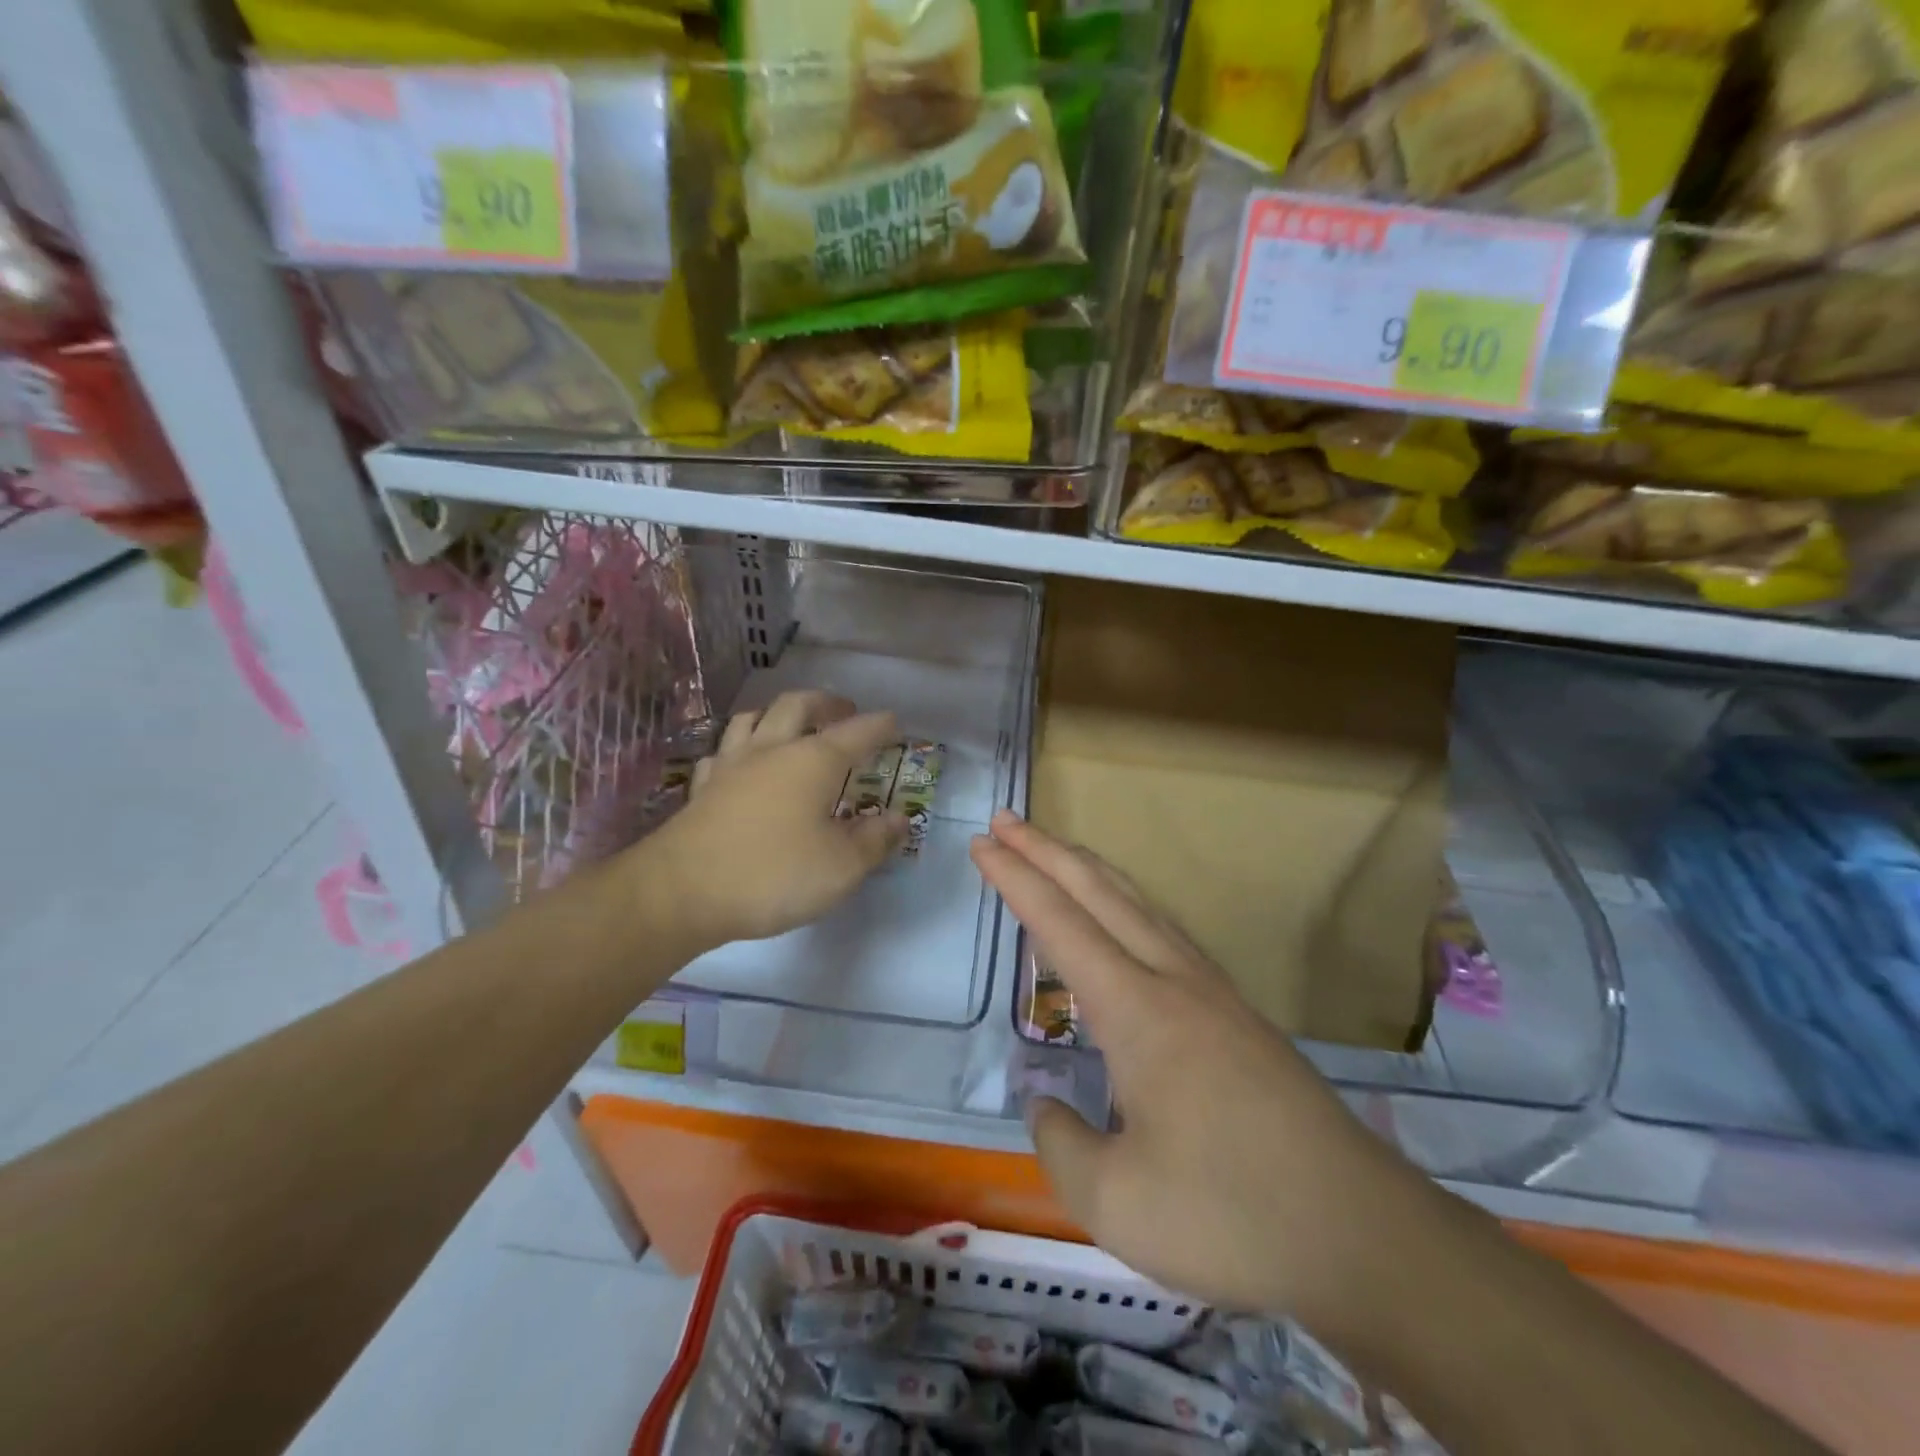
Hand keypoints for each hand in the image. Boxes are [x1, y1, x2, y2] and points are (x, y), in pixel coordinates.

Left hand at [645, 692, 905, 952]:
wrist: (681, 892)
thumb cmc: (773, 874)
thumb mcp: (841, 866)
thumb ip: (875, 840)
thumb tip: (900, 819)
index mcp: (813, 761)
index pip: (856, 733)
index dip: (878, 726)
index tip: (894, 723)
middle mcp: (772, 750)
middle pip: (797, 705)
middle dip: (825, 703)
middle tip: (842, 711)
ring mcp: (731, 765)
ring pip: (753, 718)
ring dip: (777, 713)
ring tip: (791, 723)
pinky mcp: (702, 788)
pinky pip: (723, 751)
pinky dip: (741, 747)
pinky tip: (743, 762)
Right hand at [970, 811, 1429, 1322]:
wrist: (1364, 1233)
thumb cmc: (1231, 1215)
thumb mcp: (1116, 1202)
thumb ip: (1060, 1145)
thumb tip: (1044, 1104)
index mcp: (1137, 1011)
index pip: (1060, 924)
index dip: (1016, 879)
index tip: (982, 844)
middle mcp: (1174, 981)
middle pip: (1100, 892)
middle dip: (1047, 851)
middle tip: (1006, 821)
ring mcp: (1213, 992)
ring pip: (1140, 904)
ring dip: (1090, 870)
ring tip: (1056, 850)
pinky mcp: (1239, 1015)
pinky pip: (1166, 930)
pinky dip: (1128, 903)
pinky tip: (1127, 918)